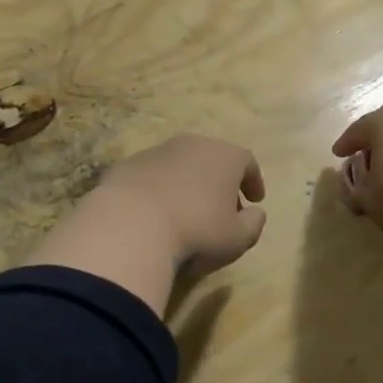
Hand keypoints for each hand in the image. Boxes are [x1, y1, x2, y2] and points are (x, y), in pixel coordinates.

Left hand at [26, 134, 266, 315]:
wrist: (130, 225)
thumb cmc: (196, 231)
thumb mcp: (237, 238)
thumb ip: (253, 224)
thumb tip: (255, 213)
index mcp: (224, 156)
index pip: (247, 162)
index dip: (253, 181)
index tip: (255, 200)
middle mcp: (191, 144)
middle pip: (212, 159)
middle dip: (220, 182)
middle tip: (222, 208)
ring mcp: (156, 152)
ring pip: (180, 165)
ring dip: (187, 184)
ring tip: (187, 213)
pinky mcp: (126, 166)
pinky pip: (151, 176)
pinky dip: (159, 190)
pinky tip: (155, 215)